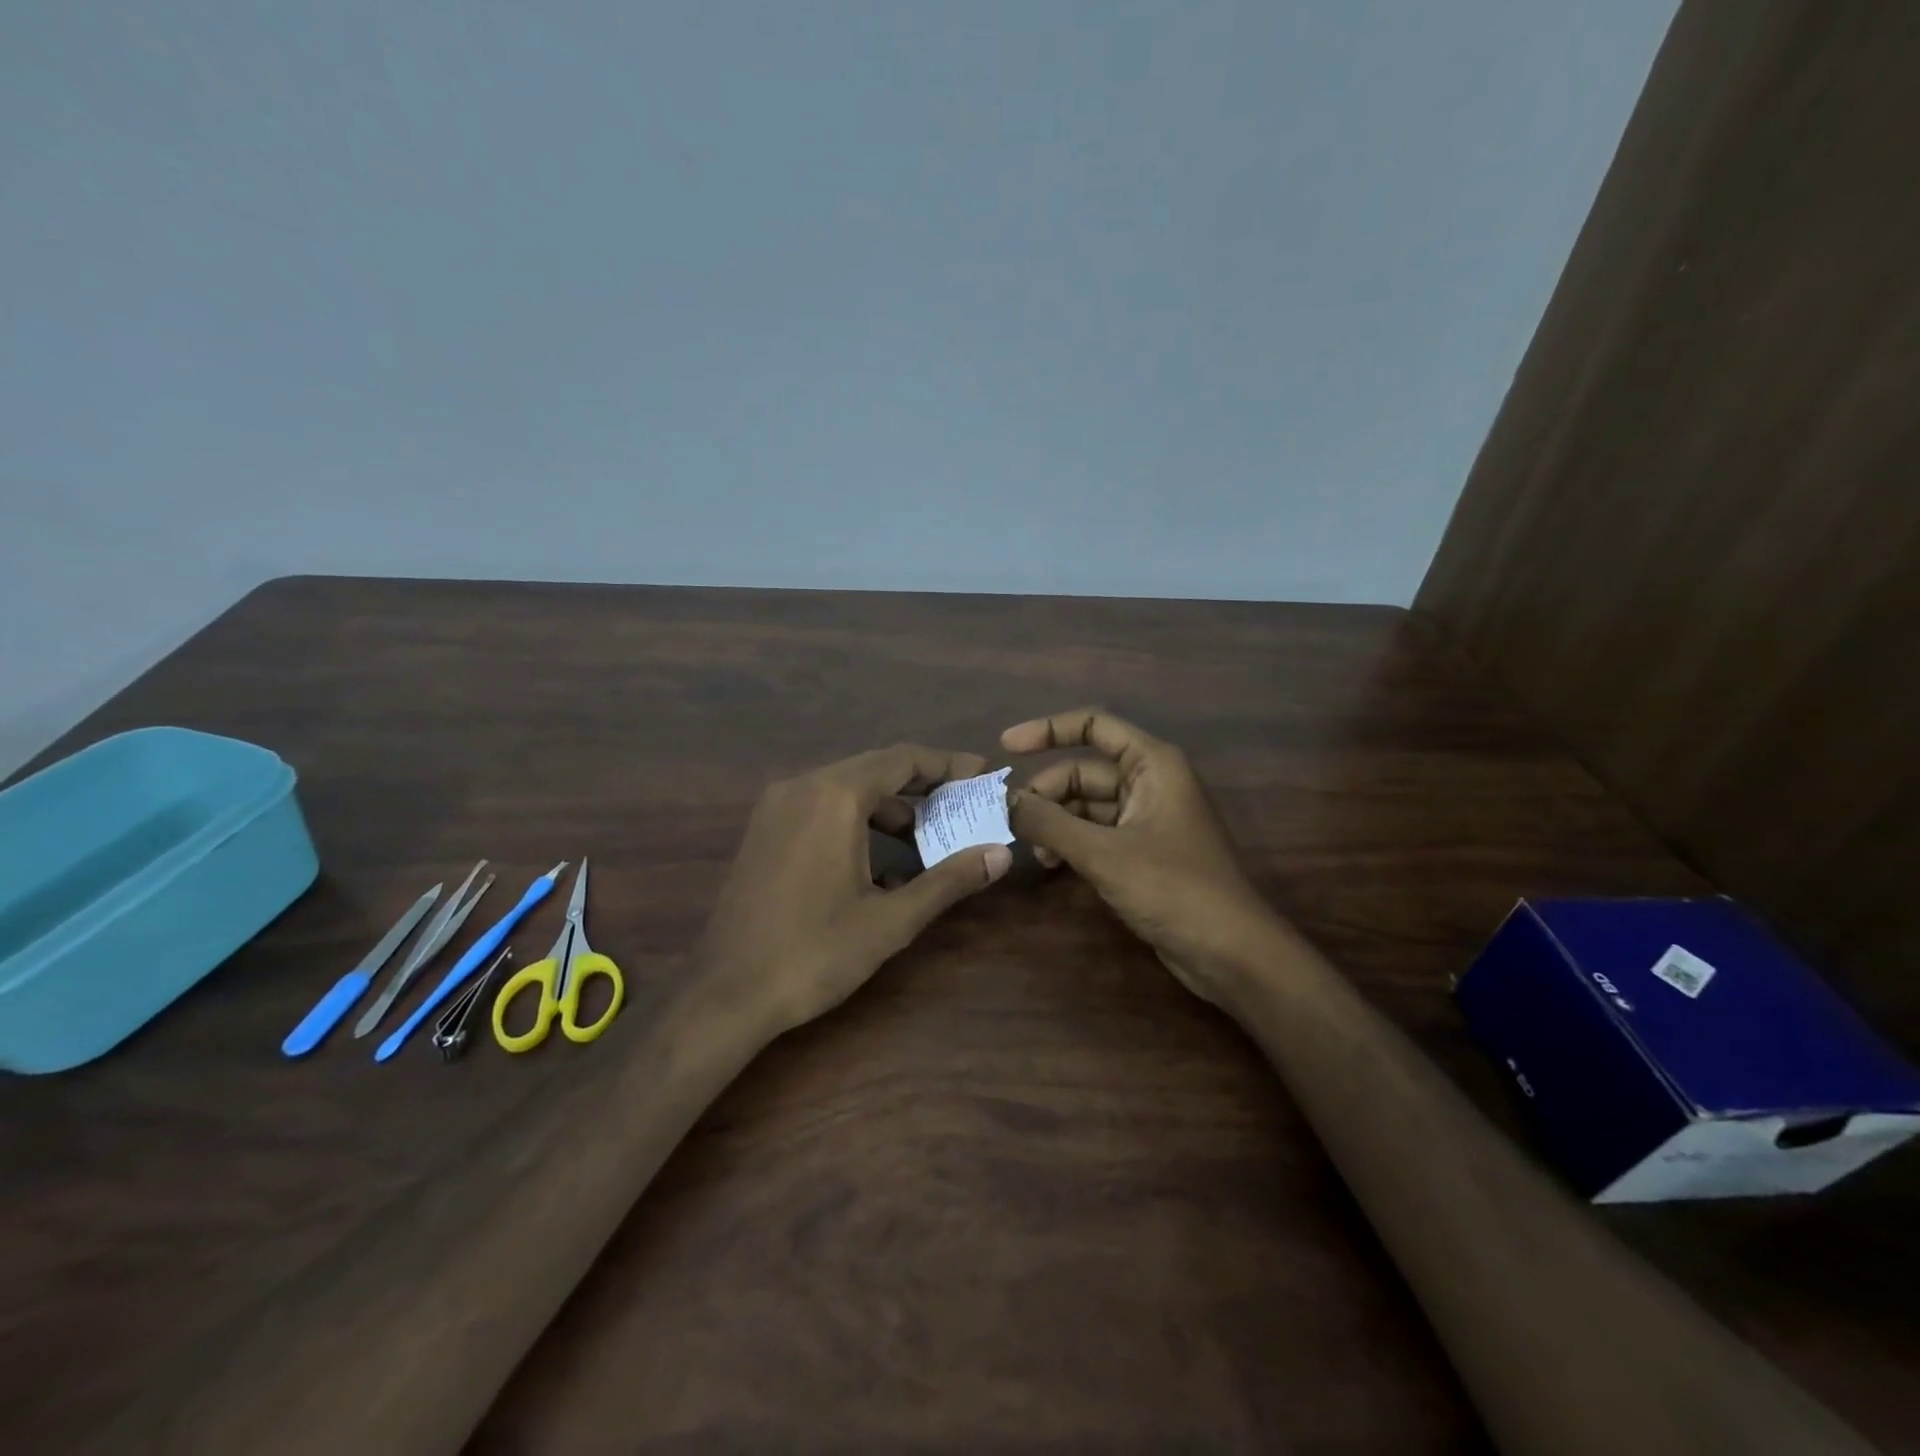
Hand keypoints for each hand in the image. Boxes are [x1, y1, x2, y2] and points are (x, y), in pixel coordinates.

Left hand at [698, 744, 1013, 1034]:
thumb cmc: (814, 954)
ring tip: (930, 837)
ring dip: (891, 806)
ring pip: (848, 788)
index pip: (903, 759)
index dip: (949, 764)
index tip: (984, 775)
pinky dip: (858, 820)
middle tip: (965, 805)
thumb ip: (949, 880)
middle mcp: (802, 786)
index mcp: (834, 796)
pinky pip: (822, 807)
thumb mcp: (891, 919)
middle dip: (924, 785)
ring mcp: (777, 807)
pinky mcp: (765, 830)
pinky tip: (882, 862)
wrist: (726, 995)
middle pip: (876, 768)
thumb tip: (1000, 855)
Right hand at [1003, 708, 1279, 1007]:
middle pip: (1084, 770)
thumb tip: (1003, 802)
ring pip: (1088, 804)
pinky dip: (1072, 841)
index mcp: (1153, 764)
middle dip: (1047, 791)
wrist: (1230, 952)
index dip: (1048, 730)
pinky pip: (1098, 832)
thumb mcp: (1103, 853)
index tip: (1006, 747)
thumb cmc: (1173, 888)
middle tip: (1011, 821)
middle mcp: (1151, 782)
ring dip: (1056, 821)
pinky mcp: (1144, 851)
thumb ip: (1049, 823)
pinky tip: (1053, 864)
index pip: (1094, 726)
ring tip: (1033, 849)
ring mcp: (1148, 818)